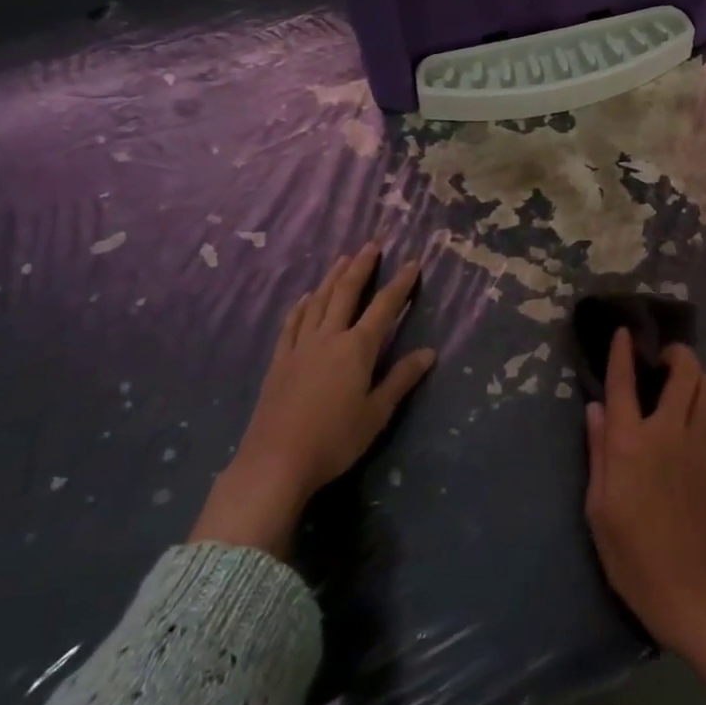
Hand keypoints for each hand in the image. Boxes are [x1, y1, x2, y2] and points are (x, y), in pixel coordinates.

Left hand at [190, 242, 434, 556]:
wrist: (276, 461)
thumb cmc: (335, 439)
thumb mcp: (376, 413)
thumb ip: (401, 379)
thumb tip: (429, 352)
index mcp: (357, 348)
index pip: (384, 307)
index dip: (400, 284)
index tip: (413, 262)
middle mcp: (329, 337)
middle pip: (346, 293)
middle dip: (361, 267)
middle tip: (372, 244)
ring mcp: (300, 347)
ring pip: (317, 302)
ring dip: (331, 278)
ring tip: (343, 259)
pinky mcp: (280, 361)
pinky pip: (291, 324)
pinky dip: (300, 307)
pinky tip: (304, 298)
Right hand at [583, 330, 705, 648]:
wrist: (688, 590)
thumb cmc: (630, 553)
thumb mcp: (598, 506)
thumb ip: (597, 450)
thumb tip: (596, 408)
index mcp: (630, 443)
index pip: (624, 383)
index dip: (623, 352)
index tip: (624, 332)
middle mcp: (668, 433)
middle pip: (684, 370)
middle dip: (676, 354)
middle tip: (664, 361)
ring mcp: (702, 444)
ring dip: (699, 378)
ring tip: (685, 390)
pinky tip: (701, 420)